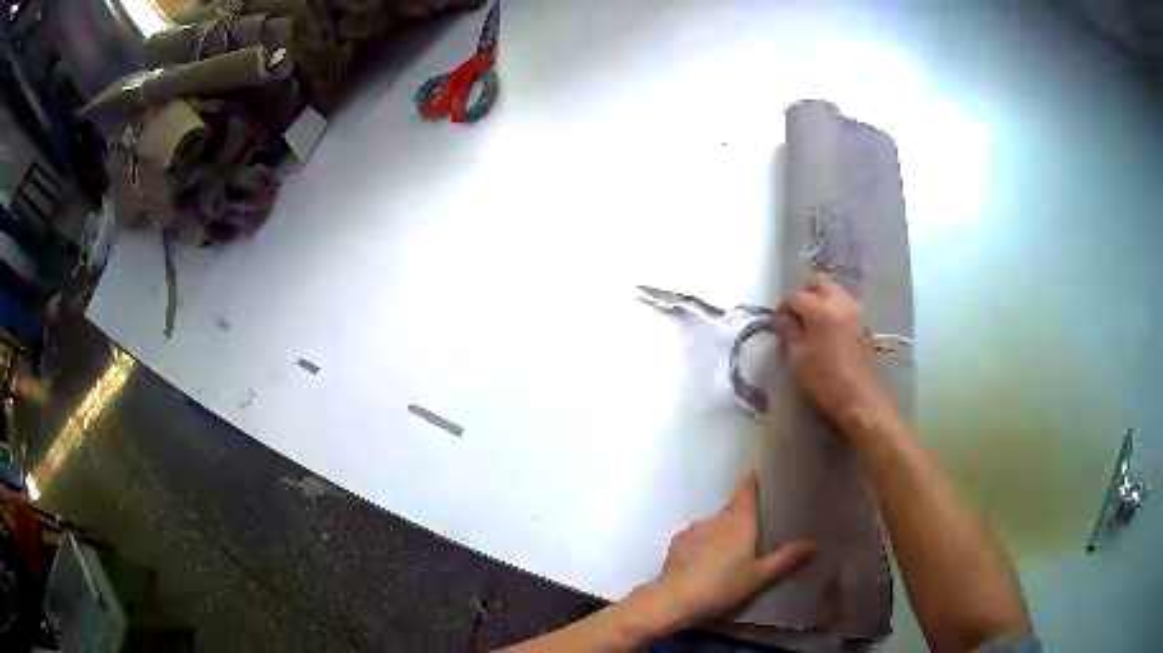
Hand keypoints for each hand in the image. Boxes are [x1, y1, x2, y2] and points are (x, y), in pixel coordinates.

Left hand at [643, 473, 815, 628]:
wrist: (677, 598)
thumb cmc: (724, 585)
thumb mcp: (760, 575)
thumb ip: (787, 557)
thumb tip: (814, 541)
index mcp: (739, 522)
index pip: (744, 493)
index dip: (748, 483)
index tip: (750, 473)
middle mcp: (716, 518)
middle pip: (729, 512)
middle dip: (736, 521)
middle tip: (744, 540)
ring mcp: (693, 528)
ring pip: (711, 526)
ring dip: (717, 535)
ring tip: (722, 558)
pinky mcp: (676, 542)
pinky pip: (694, 538)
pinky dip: (699, 545)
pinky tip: (700, 564)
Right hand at [774, 274, 892, 429]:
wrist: (859, 396)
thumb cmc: (824, 379)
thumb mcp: (797, 358)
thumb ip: (788, 331)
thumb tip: (783, 317)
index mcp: (820, 308)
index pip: (795, 294)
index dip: (784, 306)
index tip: (780, 322)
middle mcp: (839, 301)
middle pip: (818, 282)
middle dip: (805, 293)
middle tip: (797, 315)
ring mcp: (854, 309)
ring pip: (833, 289)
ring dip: (821, 298)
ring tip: (813, 322)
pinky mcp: (862, 320)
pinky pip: (844, 302)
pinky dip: (833, 307)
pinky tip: (828, 328)